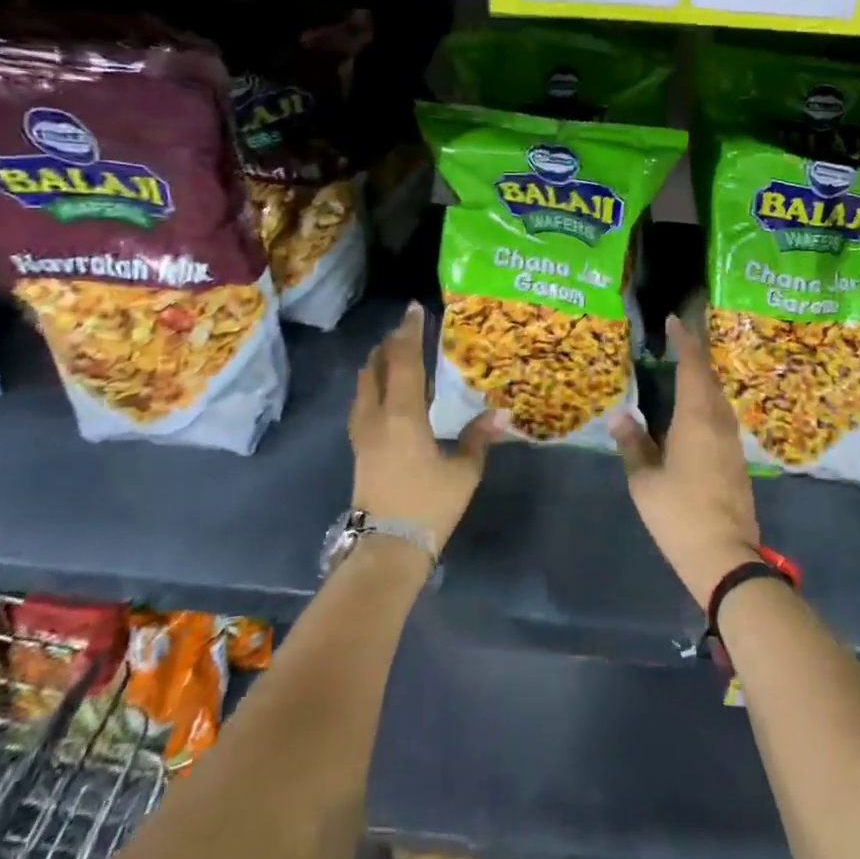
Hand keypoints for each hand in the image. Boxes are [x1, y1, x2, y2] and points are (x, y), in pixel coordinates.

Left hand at [349, 302, 504, 553]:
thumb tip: (501, 413)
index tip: (414, 309)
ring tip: (391, 351)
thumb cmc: (428, 506)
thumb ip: (479, 438)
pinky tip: (381, 390)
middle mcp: (377, 416)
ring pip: (363, 384)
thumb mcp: (464, 472)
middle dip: (390, 343)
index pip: (404, 362)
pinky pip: (361, 402)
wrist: (386, 549)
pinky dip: (371, 384)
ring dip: (376, 362)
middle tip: (406, 327)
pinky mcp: (358, 448)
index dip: (410, 333)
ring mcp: (362, 433)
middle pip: (377, 367)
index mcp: (403, 415)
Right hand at [610, 316, 761, 611]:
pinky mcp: (737, 460)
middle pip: (709, 379)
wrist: (725, 556)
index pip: (693, 367)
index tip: (675, 321)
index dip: (685, 341)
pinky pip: (720, 418)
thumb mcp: (644, 480)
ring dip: (702, 381)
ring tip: (680, 373)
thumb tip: (620, 415)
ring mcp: (732, 442)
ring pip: (718, 399)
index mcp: (697, 418)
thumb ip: (632, 444)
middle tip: (675, 342)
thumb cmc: (679, 514)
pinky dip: (706, 404)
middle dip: (695, 357)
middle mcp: (720, 422)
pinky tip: (692, 413)